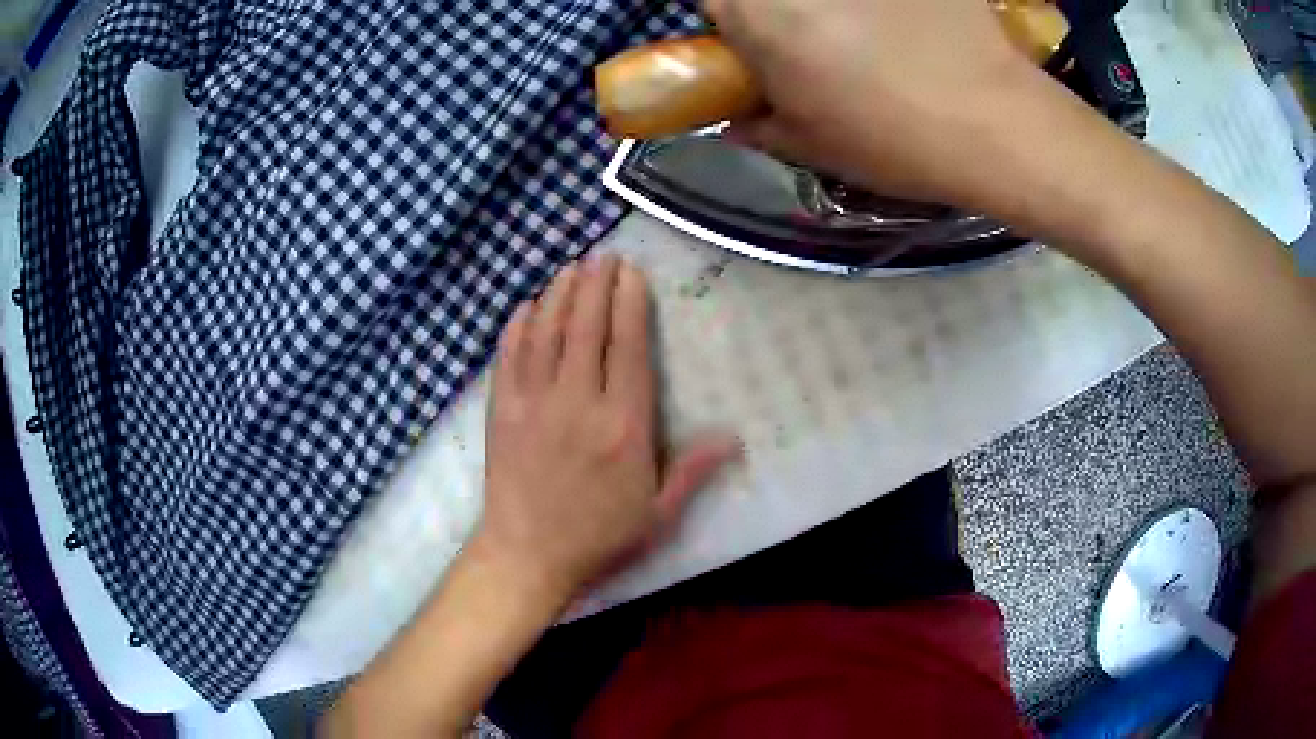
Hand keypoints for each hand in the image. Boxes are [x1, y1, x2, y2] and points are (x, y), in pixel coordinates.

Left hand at [472, 254, 738, 603]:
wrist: (527, 556)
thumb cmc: (599, 537)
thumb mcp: (658, 514)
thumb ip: (693, 470)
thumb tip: (734, 438)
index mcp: (623, 424)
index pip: (628, 346)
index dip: (630, 302)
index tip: (631, 273)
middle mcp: (577, 402)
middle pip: (585, 326)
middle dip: (595, 284)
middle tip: (602, 256)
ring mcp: (533, 402)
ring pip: (546, 332)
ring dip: (558, 294)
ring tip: (571, 268)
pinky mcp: (501, 411)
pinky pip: (508, 356)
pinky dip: (517, 326)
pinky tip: (526, 306)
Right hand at [705, 0, 1063, 208]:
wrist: (995, 124)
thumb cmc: (893, 140)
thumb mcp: (812, 145)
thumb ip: (760, 126)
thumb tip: (736, 121)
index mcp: (758, 14)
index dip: (726, 19)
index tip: (749, 41)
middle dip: (778, 12)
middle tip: (812, 40)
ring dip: (834, 10)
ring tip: (870, 35)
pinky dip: (885, 7)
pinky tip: (906, 24)